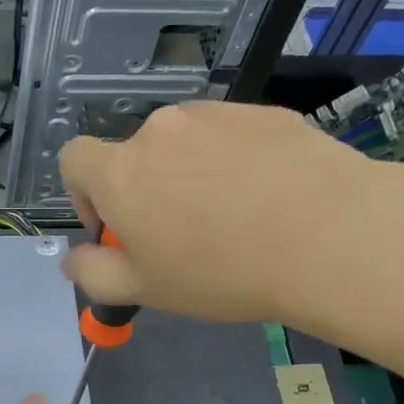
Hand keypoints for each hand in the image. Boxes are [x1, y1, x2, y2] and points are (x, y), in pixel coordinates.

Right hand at [58, 101, 403, 334]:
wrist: (331, 235)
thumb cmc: (222, 271)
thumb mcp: (146, 290)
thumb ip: (94, 274)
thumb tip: (73, 259)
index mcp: (120, 172)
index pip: (73, 159)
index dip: (83, 193)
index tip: (115, 229)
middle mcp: (159, 131)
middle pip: (135, 155)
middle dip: (146, 190)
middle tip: (183, 235)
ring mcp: (215, 116)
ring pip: (184, 144)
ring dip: (190, 173)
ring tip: (233, 216)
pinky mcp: (264, 112)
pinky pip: (233, 137)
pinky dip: (235, 162)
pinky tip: (269, 198)